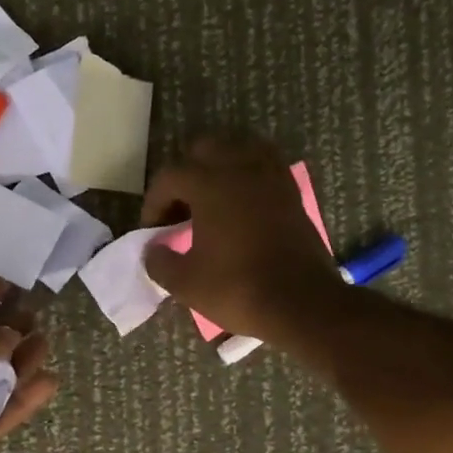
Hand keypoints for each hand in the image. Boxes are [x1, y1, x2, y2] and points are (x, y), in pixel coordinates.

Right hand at [140, 135, 339, 341]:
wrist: (300, 303)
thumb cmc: (237, 289)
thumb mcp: (186, 283)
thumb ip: (160, 262)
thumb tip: (153, 250)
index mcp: (209, 183)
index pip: (170, 176)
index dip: (154, 202)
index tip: (153, 230)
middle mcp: (241, 168)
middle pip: (205, 150)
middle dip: (186, 175)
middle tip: (180, 210)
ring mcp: (271, 177)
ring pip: (240, 150)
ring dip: (221, 167)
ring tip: (212, 200)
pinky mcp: (292, 193)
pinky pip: (265, 167)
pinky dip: (249, 177)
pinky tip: (242, 204)